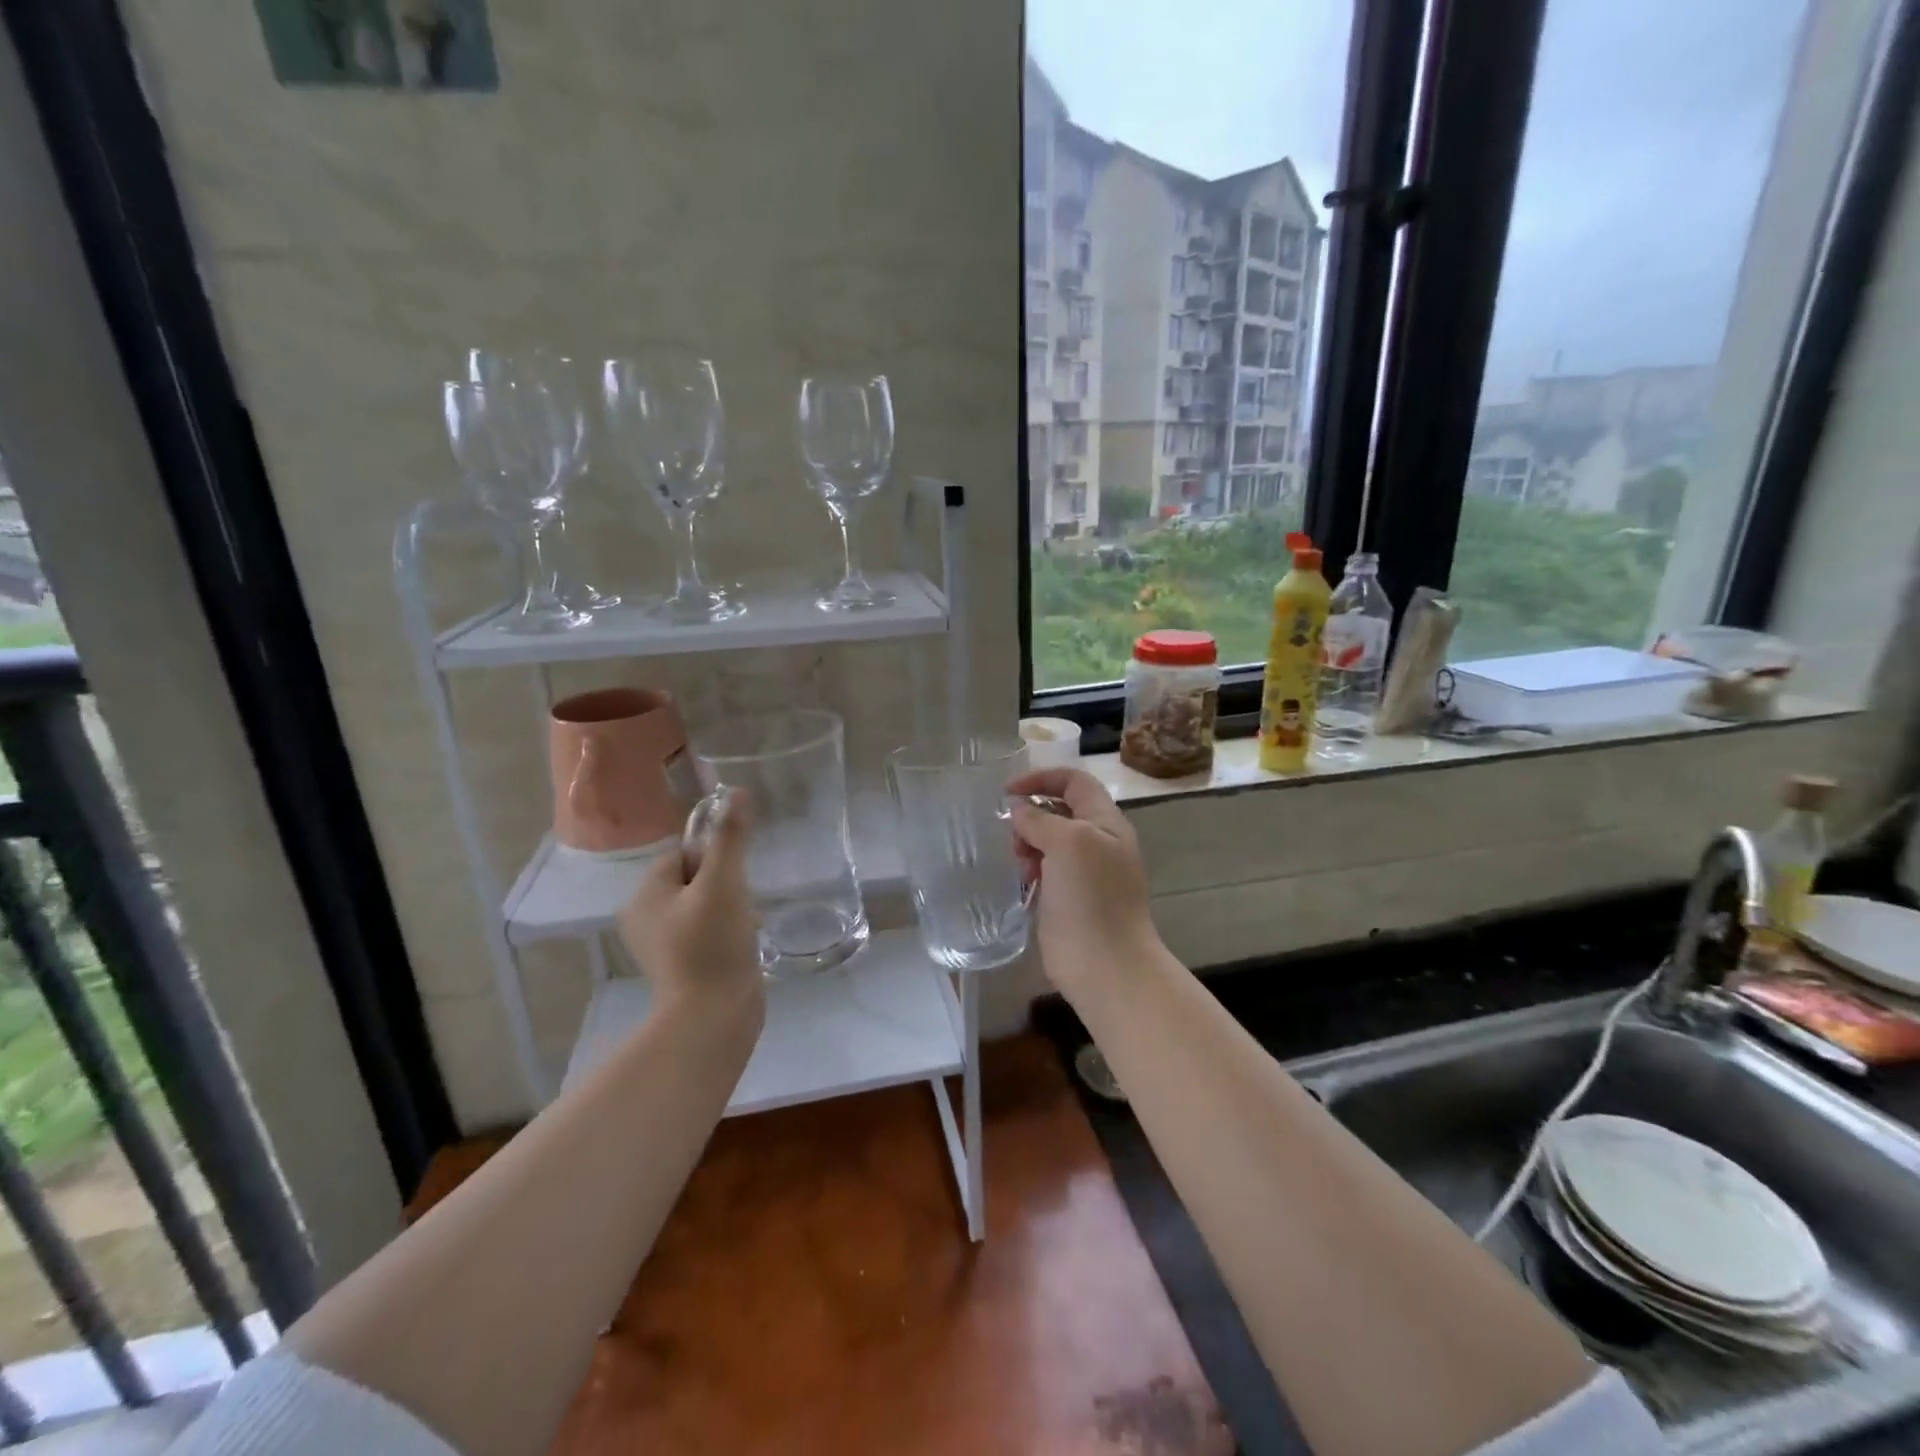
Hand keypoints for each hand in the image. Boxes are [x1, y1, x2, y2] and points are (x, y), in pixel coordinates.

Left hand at [618, 789, 762, 1018]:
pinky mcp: (682, 965)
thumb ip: (730, 837)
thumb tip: (737, 792)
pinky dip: (726, 931)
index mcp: (644, 895)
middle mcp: (644, 917)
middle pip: (694, 877)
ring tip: (744, 924)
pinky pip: (706, 930)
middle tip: (741, 902)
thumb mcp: (724, 883)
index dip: (713, 857)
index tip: (733, 878)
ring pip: (703, 904)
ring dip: (729, 906)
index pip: (681, 853)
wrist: (713, 1017)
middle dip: (724, 882)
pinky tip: (742, 942)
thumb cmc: (712, 945)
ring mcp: (663, 945)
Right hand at [1008, 768, 1157, 997]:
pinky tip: (1022, 883)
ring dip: (1027, 845)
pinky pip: (1043, 871)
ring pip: (1047, 842)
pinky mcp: (1067, 899)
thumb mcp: (1068, 842)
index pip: (1074, 781)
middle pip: (1058, 811)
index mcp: (1106, 822)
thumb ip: (1040, 819)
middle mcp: (1097, 843)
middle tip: (1015, 837)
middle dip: (1031, 816)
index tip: (1008, 791)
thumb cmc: (1091, 896)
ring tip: (1021, 865)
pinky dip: (1029, 870)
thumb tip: (1019, 810)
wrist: (1104, 963)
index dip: (1042, 778)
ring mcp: (1083, 873)